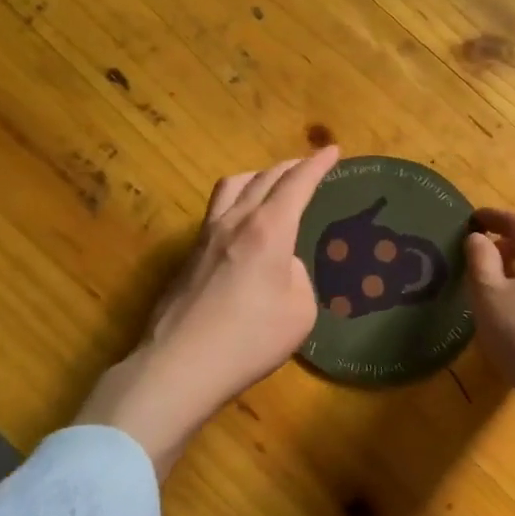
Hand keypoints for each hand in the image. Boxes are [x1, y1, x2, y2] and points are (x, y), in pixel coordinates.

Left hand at [77, 147, 339, 473]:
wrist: (181, 365)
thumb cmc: (251, 338)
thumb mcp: (300, 310)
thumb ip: (297, 276)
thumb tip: (281, 266)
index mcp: (269, 229)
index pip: (297, 183)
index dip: (317, 165)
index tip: (333, 150)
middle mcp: (235, 221)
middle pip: (264, 177)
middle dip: (290, 166)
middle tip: (307, 166)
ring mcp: (205, 236)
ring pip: (232, 187)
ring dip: (257, 177)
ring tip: (269, 184)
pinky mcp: (188, 256)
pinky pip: (216, 212)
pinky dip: (237, 203)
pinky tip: (242, 225)